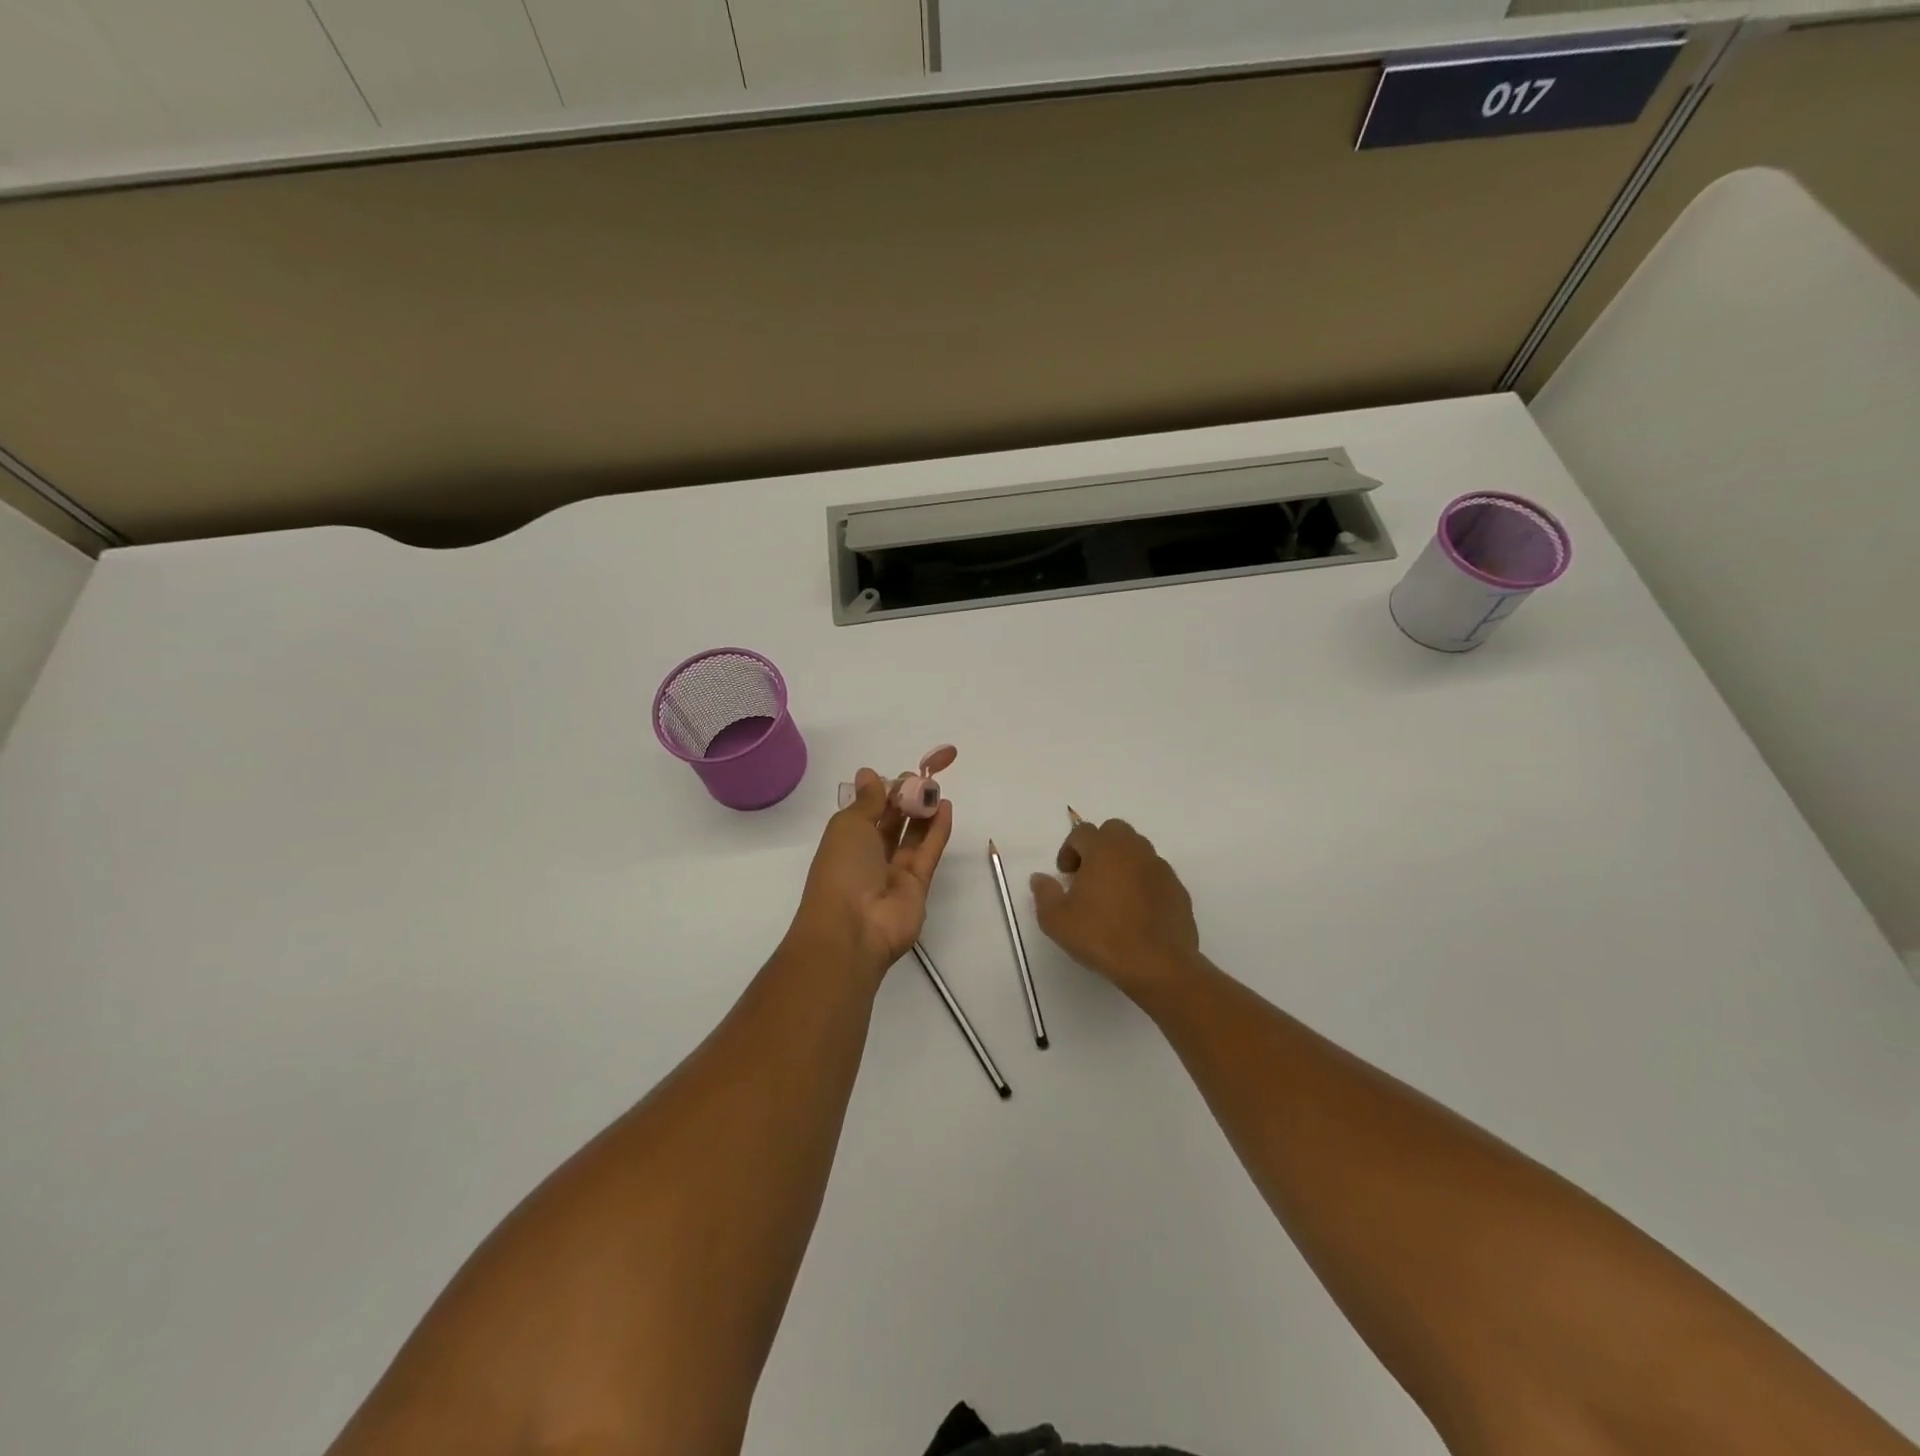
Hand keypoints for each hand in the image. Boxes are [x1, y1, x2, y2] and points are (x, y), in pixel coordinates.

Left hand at [789, 767, 953, 985]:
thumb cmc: (842, 869)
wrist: (853, 928)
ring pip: (912, 837)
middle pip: (891, 823)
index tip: (899, 775)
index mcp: (846, 841)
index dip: (882, 792)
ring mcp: (894, 873)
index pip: (867, 812)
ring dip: (923, 813)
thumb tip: (868, 773)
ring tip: (936, 789)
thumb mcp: (849, 825)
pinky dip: (937, 831)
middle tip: (921, 778)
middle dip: (904, 800)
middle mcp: (869, 856)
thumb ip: (867, 800)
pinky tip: (946, 808)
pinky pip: (928, 853)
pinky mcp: (918, 886)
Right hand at [1030, 818, 1201, 1003]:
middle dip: (1099, 846)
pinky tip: (1136, 910)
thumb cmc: (1102, 937)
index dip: (1069, 849)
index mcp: (1104, 850)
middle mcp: (1134, 851)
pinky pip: (1155, 874)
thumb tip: (1040, 878)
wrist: (1158, 965)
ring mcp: (1160, 869)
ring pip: (1138, 850)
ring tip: (1112, 893)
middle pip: (1114, 831)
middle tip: (1088, 875)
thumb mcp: (1057, 921)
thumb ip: (1044, 894)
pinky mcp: (1178, 889)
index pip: (1082, 832)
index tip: (1065, 874)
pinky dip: (1143, 882)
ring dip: (1122, 861)